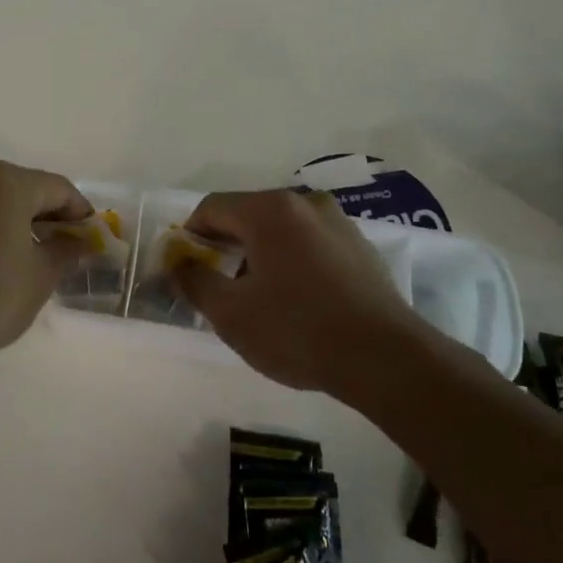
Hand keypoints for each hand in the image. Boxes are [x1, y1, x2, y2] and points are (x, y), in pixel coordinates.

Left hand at [0, 161, 92, 368]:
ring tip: (29, 256)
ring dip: (13, 222)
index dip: (79, 213)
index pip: (57, 189)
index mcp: (5, 181)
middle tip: (64, 248)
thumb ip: (66, 251)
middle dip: (45, 216)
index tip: (91, 238)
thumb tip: (80, 243)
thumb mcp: (41, 276)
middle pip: (22, 190)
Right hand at [174, 189, 430, 396]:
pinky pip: (309, 244)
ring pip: (280, 230)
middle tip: (215, 286)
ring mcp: (338, 222)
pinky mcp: (360, 247)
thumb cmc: (297, 330)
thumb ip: (195, 282)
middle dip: (224, 246)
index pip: (212, 208)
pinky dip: (290, 261)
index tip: (184, 269)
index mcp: (269, 210)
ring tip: (256, 297)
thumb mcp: (231, 313)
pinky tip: (295, 300)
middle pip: (247, 215)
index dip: (190, 236)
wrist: (385, 359)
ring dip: (258, 255)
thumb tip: (178, 266)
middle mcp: (305, 203)